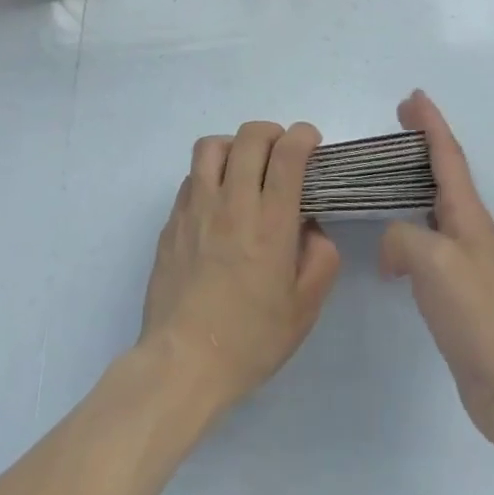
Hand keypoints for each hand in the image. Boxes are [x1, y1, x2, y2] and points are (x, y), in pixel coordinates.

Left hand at [140, 120, 341, 414]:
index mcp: (270, 223)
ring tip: (245, 165)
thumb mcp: (304, 309)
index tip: (311, 141)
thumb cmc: (249, 340)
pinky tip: (218, 200)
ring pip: (212, 145)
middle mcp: (233, 203)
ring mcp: (197, 207)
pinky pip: (192, 176)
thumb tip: (312, 228)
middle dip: (272, 132)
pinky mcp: (172, 220)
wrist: (183, 362)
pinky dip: (209, 173)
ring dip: (235, 145)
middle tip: (282, 151)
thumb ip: (320, 260)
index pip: (288, 154)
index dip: (303, 136)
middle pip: (250, 137)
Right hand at [380, 91, 493, 436]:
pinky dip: (410, 220)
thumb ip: (402, 237)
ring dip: (417, 177)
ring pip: (437, 200)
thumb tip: (392, 248)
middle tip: (399, 120)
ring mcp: (466, 255)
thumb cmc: (474, 311)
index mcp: (468, 213)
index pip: (447, 154)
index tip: (413, 96)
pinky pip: (429, 234)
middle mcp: (470, 225)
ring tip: (390, 170)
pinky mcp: (458, 283)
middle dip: (424, 141)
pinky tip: (393, 239)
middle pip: (445, 170)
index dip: (430, 122)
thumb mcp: (431, 262)